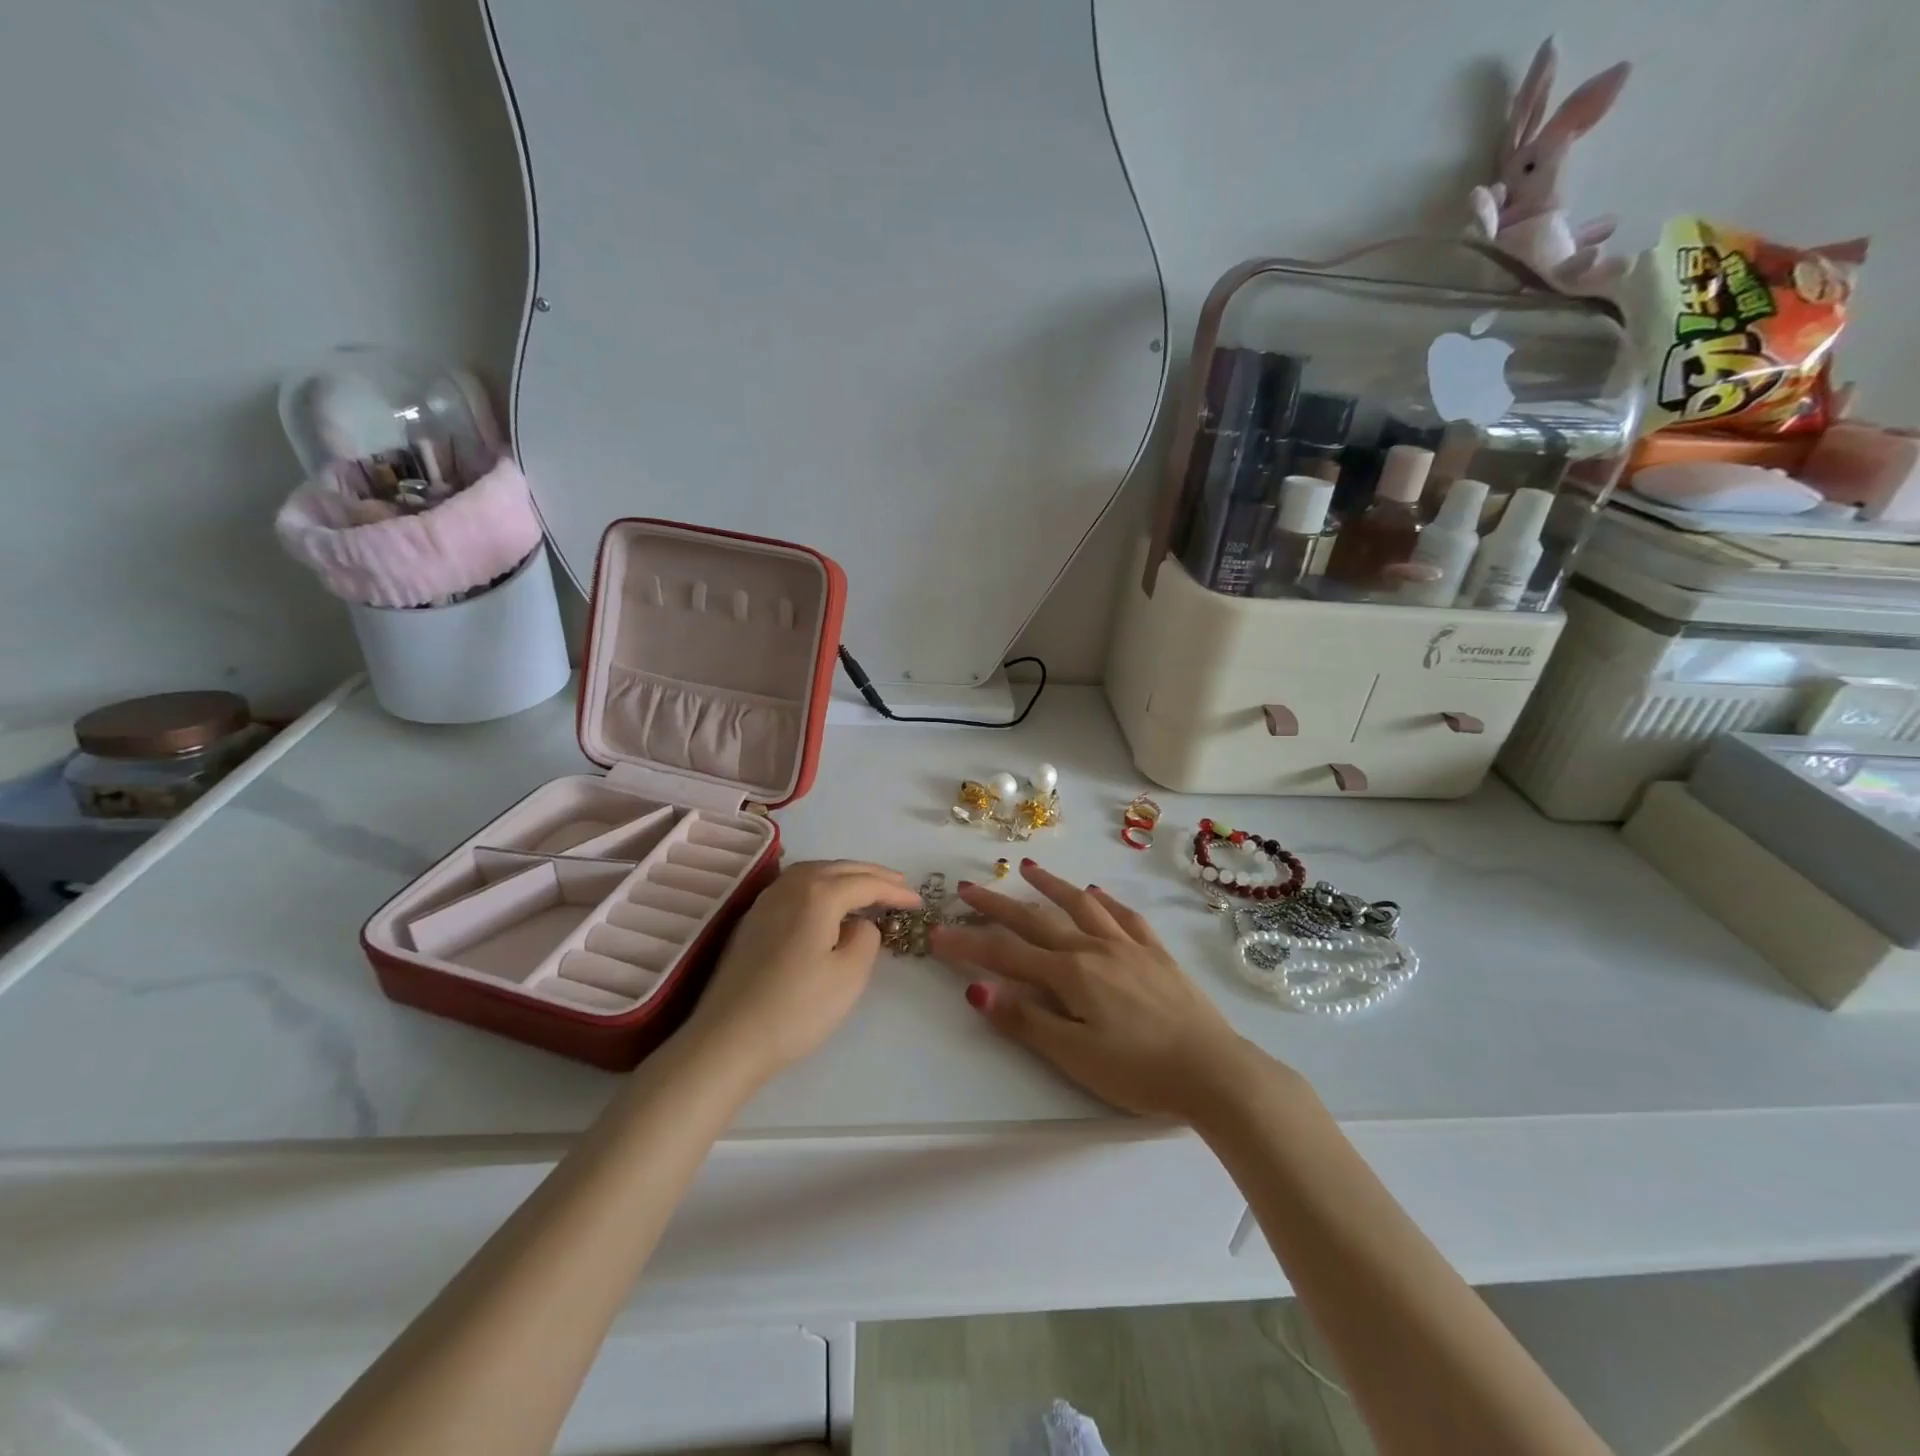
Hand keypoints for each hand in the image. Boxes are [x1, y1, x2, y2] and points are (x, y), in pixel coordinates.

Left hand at [683, 859, 922, 1085]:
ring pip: (814, 872)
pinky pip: (796, 886)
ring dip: (845, 876)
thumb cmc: (796, 1008)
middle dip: (872, 875)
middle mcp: (789, 885)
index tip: (919, 903)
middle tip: (900, 887)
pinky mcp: (752, 920)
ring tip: (867, 889)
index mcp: (817, 893)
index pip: (865, 883)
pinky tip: (827, 903)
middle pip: (838, 868)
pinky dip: (821, 886)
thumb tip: (858, 923)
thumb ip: (866, 938)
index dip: (895, 891)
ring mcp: (766, 901)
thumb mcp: (849, 975)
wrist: (727, 1040)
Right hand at [928, 860, 1272, 1122]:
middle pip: (1038, 920)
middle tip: (969, 887)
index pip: (1006, 954)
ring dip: (1051, 886)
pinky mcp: (1157, 953)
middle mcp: (1095, 948)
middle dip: (999, 904)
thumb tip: (978, 989)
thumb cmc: (1139, 1072)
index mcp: (1071, 974)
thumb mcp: (1075, 1056)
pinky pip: (1125, 916)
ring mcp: (1129, 946)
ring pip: (1081, 906)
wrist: (1214, 1071)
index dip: (969, 943)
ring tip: (1029, 868)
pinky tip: (1096, 894)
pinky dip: (1105, 901)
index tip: (937, 932)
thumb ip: (1027, 1020)